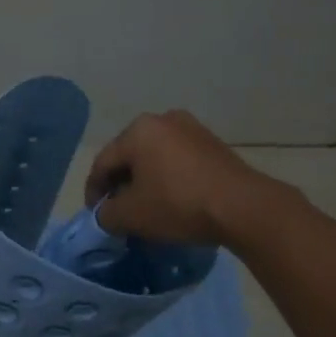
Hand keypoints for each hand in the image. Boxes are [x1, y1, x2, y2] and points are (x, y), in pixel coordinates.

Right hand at [84, 110, 287, 246]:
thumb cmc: (178, 205)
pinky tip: (172, 201)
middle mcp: (163, 119)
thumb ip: (106, 213)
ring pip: (155, 158)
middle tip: (118, 212)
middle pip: (129, 156)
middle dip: (120, 185)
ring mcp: (192, 129)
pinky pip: (178, 161)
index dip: (94, 192)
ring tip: (145, 209)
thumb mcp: (131, 215)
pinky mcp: (213, 144)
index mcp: (138, 130)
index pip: (103, 162)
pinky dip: (168, 179)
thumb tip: (106, 212)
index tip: (95, 216)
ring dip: (145, 182)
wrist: (241, 207)